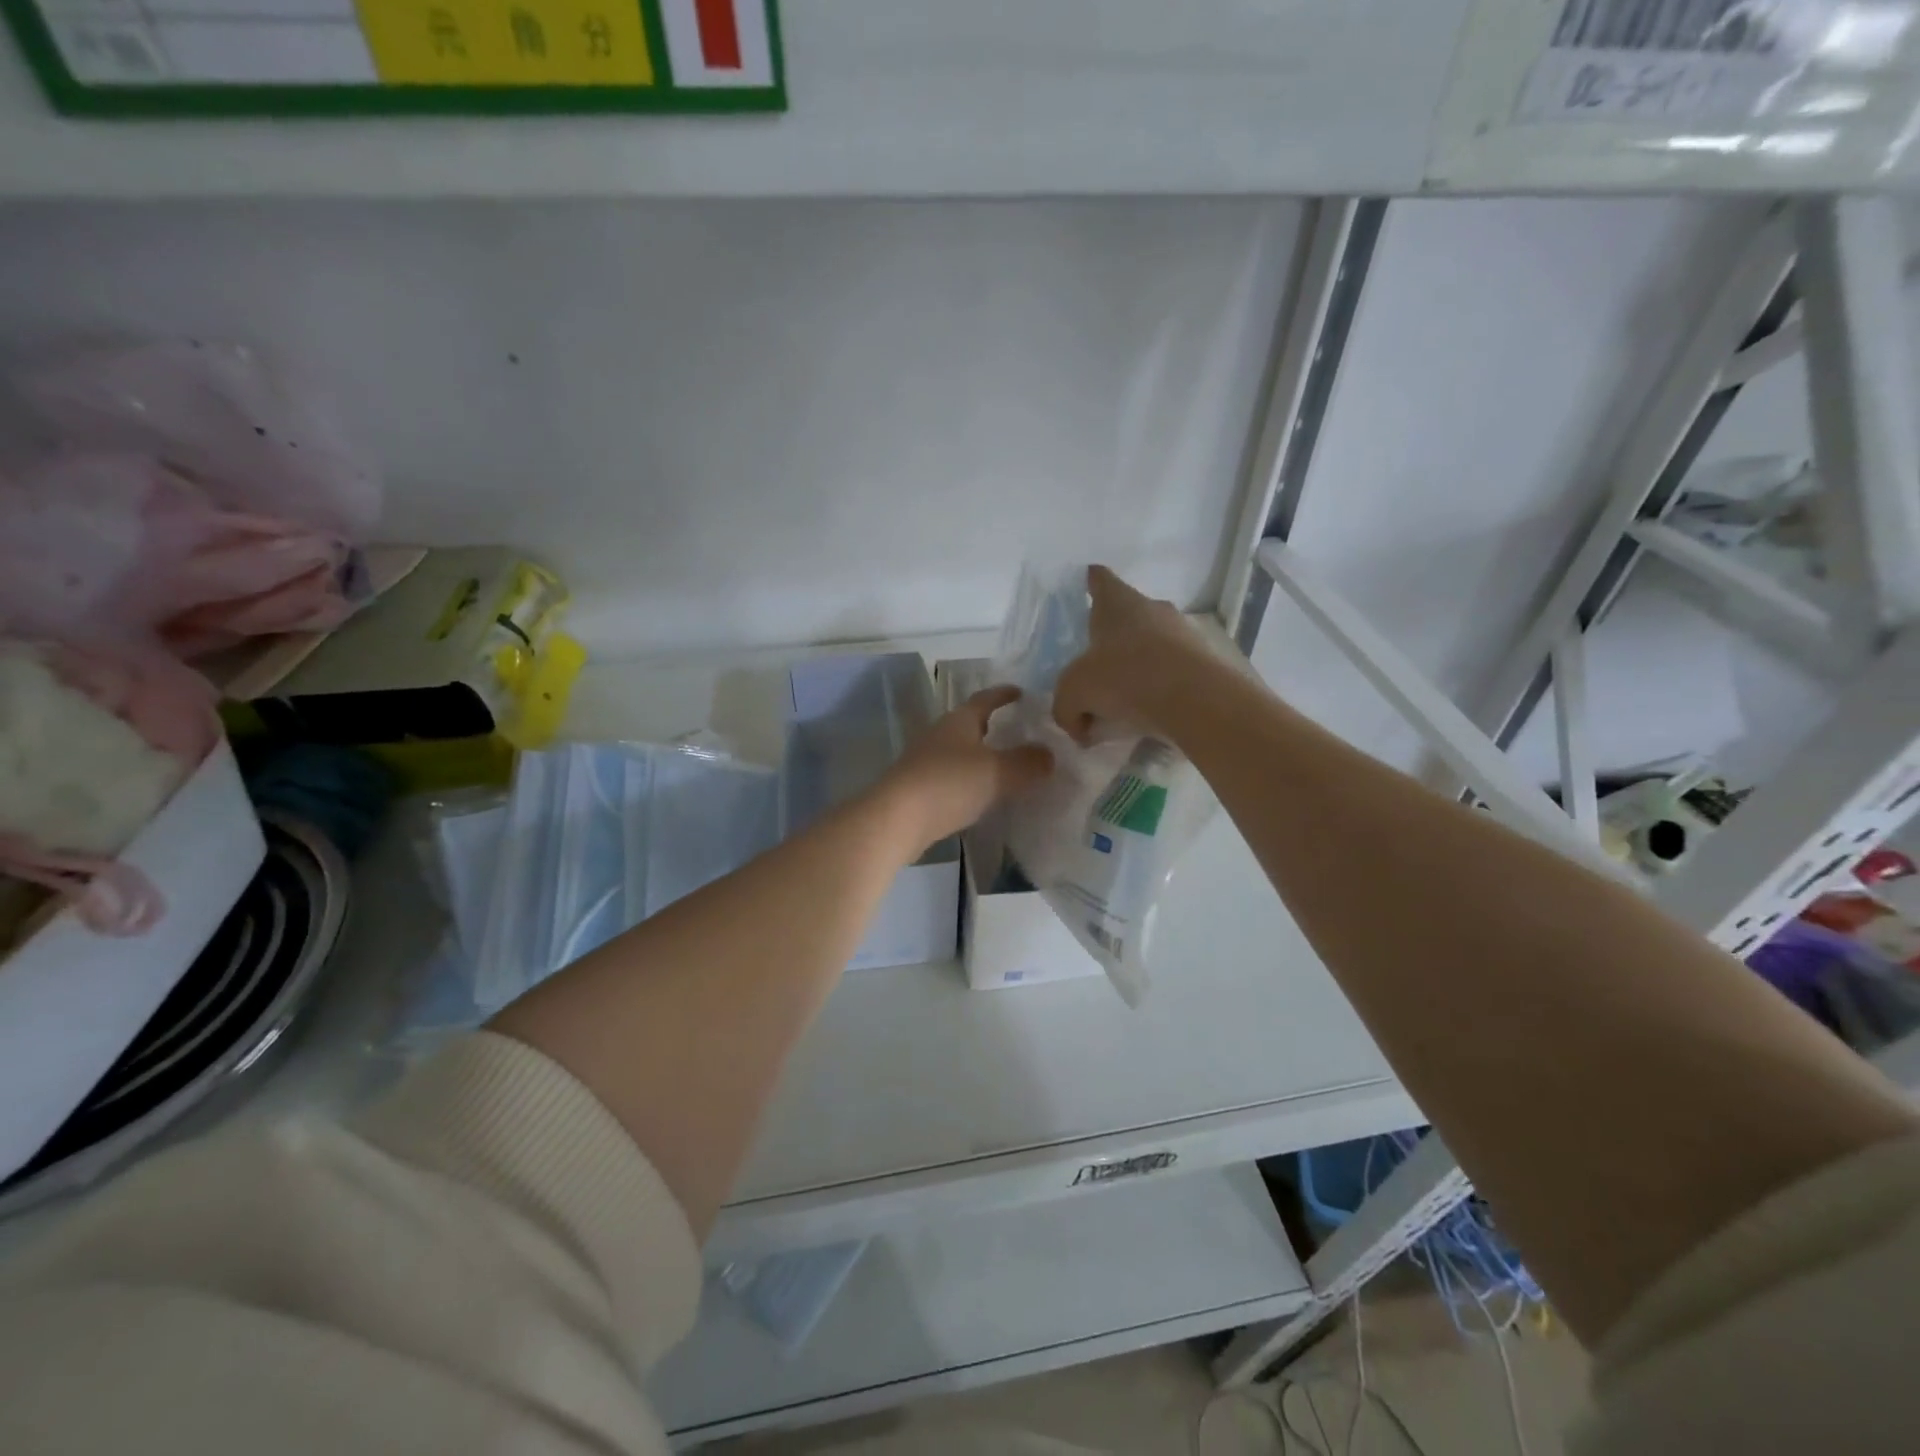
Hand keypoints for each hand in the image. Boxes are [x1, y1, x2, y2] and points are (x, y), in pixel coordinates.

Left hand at [876, 686, 1053, 850]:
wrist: (896, 820)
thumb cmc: (949, 784)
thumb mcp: (998, 772)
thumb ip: (1027, 762)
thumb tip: (1048, 755)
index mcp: (958, 721)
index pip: (985, 699)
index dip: (1003, 694)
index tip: (1021, 692)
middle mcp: (939, 735)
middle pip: (969, 725)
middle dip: (993, 727)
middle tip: (1019, 733)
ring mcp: (925, 762)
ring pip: (960, 753)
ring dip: (981, 757)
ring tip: (1006, 767)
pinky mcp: (918, 789)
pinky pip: (952, 779)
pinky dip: (970, 782)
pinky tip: (982, 796)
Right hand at [1053, 565, 1208, 742]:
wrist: (1195, 699)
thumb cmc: (1124, 678)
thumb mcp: (1075, 694)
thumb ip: (1066, 709)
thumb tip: (1077, 727)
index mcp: (1118, 603)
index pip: (1100, 580)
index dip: (1091, 582)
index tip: (1087, 585)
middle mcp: (1153, 608)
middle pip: (1128, 614)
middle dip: (1113, 637)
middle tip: (1096, 665)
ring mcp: (1183, 632)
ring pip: (1153, 643)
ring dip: (1138, 665)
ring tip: (1123, 700)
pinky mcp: (1205, 660)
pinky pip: (1173, 670)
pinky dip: (1160, 687)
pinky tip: (1149, 714)